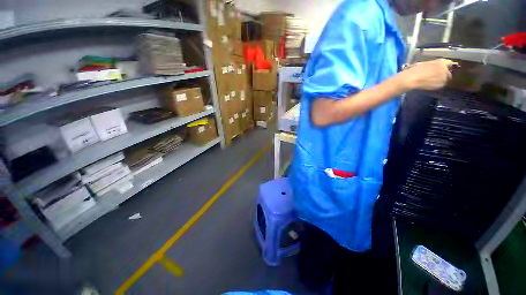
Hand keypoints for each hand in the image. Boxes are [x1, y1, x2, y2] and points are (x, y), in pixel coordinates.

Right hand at [399, 59, 456, 90]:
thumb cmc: (414, 70)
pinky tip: (430, 85)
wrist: (411, 79)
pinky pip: (441, 85)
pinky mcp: (441, 85)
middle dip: (444, 75)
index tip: (442, 69)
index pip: (450, 63)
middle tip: (435, 77)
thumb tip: (435, 67)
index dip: (446, 67)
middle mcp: (445, 69)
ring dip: (440, 80)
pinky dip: (437, 85)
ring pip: (445, 79)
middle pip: (448, 73)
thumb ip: (433, 65)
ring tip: (431, 82)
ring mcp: (444, 77)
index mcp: (441, 62)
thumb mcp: (424, 64)